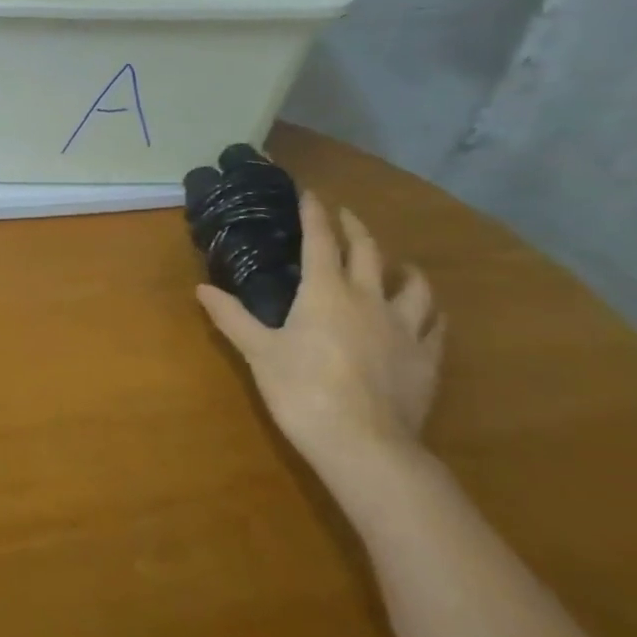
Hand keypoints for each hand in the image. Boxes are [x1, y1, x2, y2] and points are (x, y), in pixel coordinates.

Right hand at [197, 192, 444, 488]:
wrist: (364, 444)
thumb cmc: (302, 390)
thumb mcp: (258, 352)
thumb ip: (232, 317)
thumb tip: (202, 288)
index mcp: (325, 291)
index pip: (320, 240)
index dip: (314, 213)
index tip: (310, 193)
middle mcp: (368, 298)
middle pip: (368, 251)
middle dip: (355, 227)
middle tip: (345, 215)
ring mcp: (403, 328)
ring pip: (413, 284)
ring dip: (402, 267)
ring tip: (398, 264)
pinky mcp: (426, 358)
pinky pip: (434, 325)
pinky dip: (429, 312)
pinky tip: (427, 314)